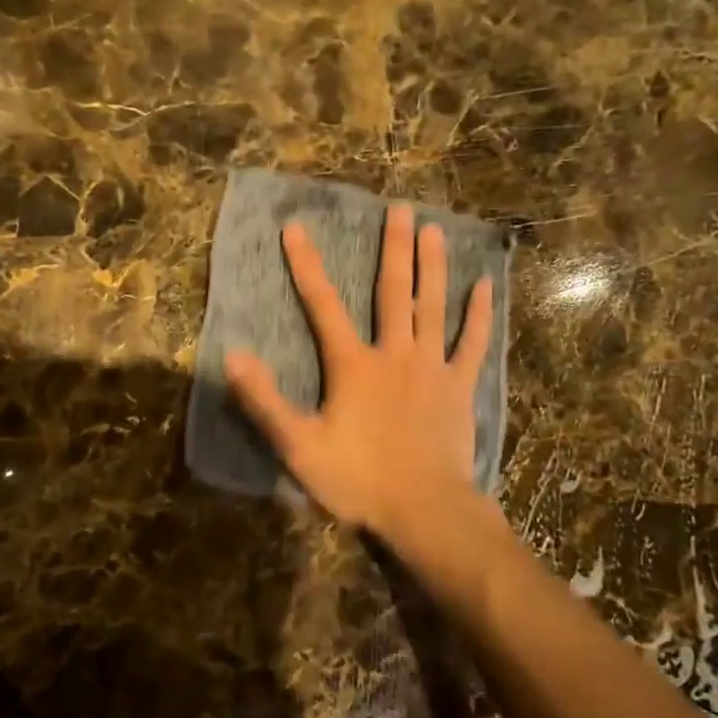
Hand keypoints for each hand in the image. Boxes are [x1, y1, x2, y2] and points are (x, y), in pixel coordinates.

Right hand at [225, 205, 493, 538]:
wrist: (425, 509)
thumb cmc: (359, 479)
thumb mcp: (299, 446)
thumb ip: (264, 400)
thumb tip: (232, 356)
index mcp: (353, 365)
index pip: (323, 305)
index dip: (306, 265)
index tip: (295, 227)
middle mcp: (394, 353)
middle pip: (392, 292)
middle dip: (393, 248)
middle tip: (399, 208)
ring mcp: (432, 367)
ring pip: (433, 307)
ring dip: (433, 266)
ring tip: (434, 229)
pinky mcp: (460, 387)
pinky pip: (473, 343)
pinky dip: (479, 314)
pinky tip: (485, 285)